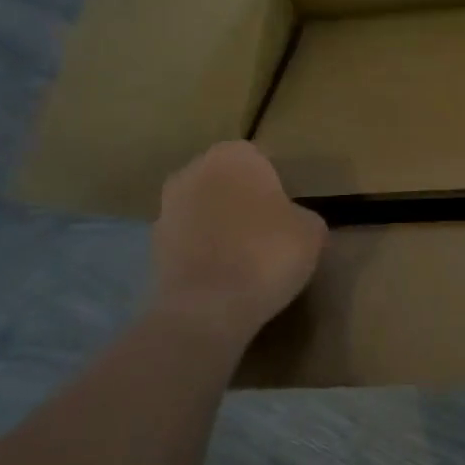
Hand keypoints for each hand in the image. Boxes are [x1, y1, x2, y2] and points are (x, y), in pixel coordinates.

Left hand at [151, 142, 327, 351]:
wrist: (207, 308)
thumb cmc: (267, 254)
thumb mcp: (311, 231)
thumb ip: (302, 215)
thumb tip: (292, 222)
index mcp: (233, 155)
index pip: (261, 161)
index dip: (276, 188)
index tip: (288, 215)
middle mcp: (194, 171)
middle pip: (227, 183)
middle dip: (243, 203)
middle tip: (268, 234)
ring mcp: (166, 208)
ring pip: (205, 212)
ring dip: (220, 228)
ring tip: (246, 261)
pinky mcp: (152, 246)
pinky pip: (189, 242)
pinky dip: (203, 254)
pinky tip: (223, 279)